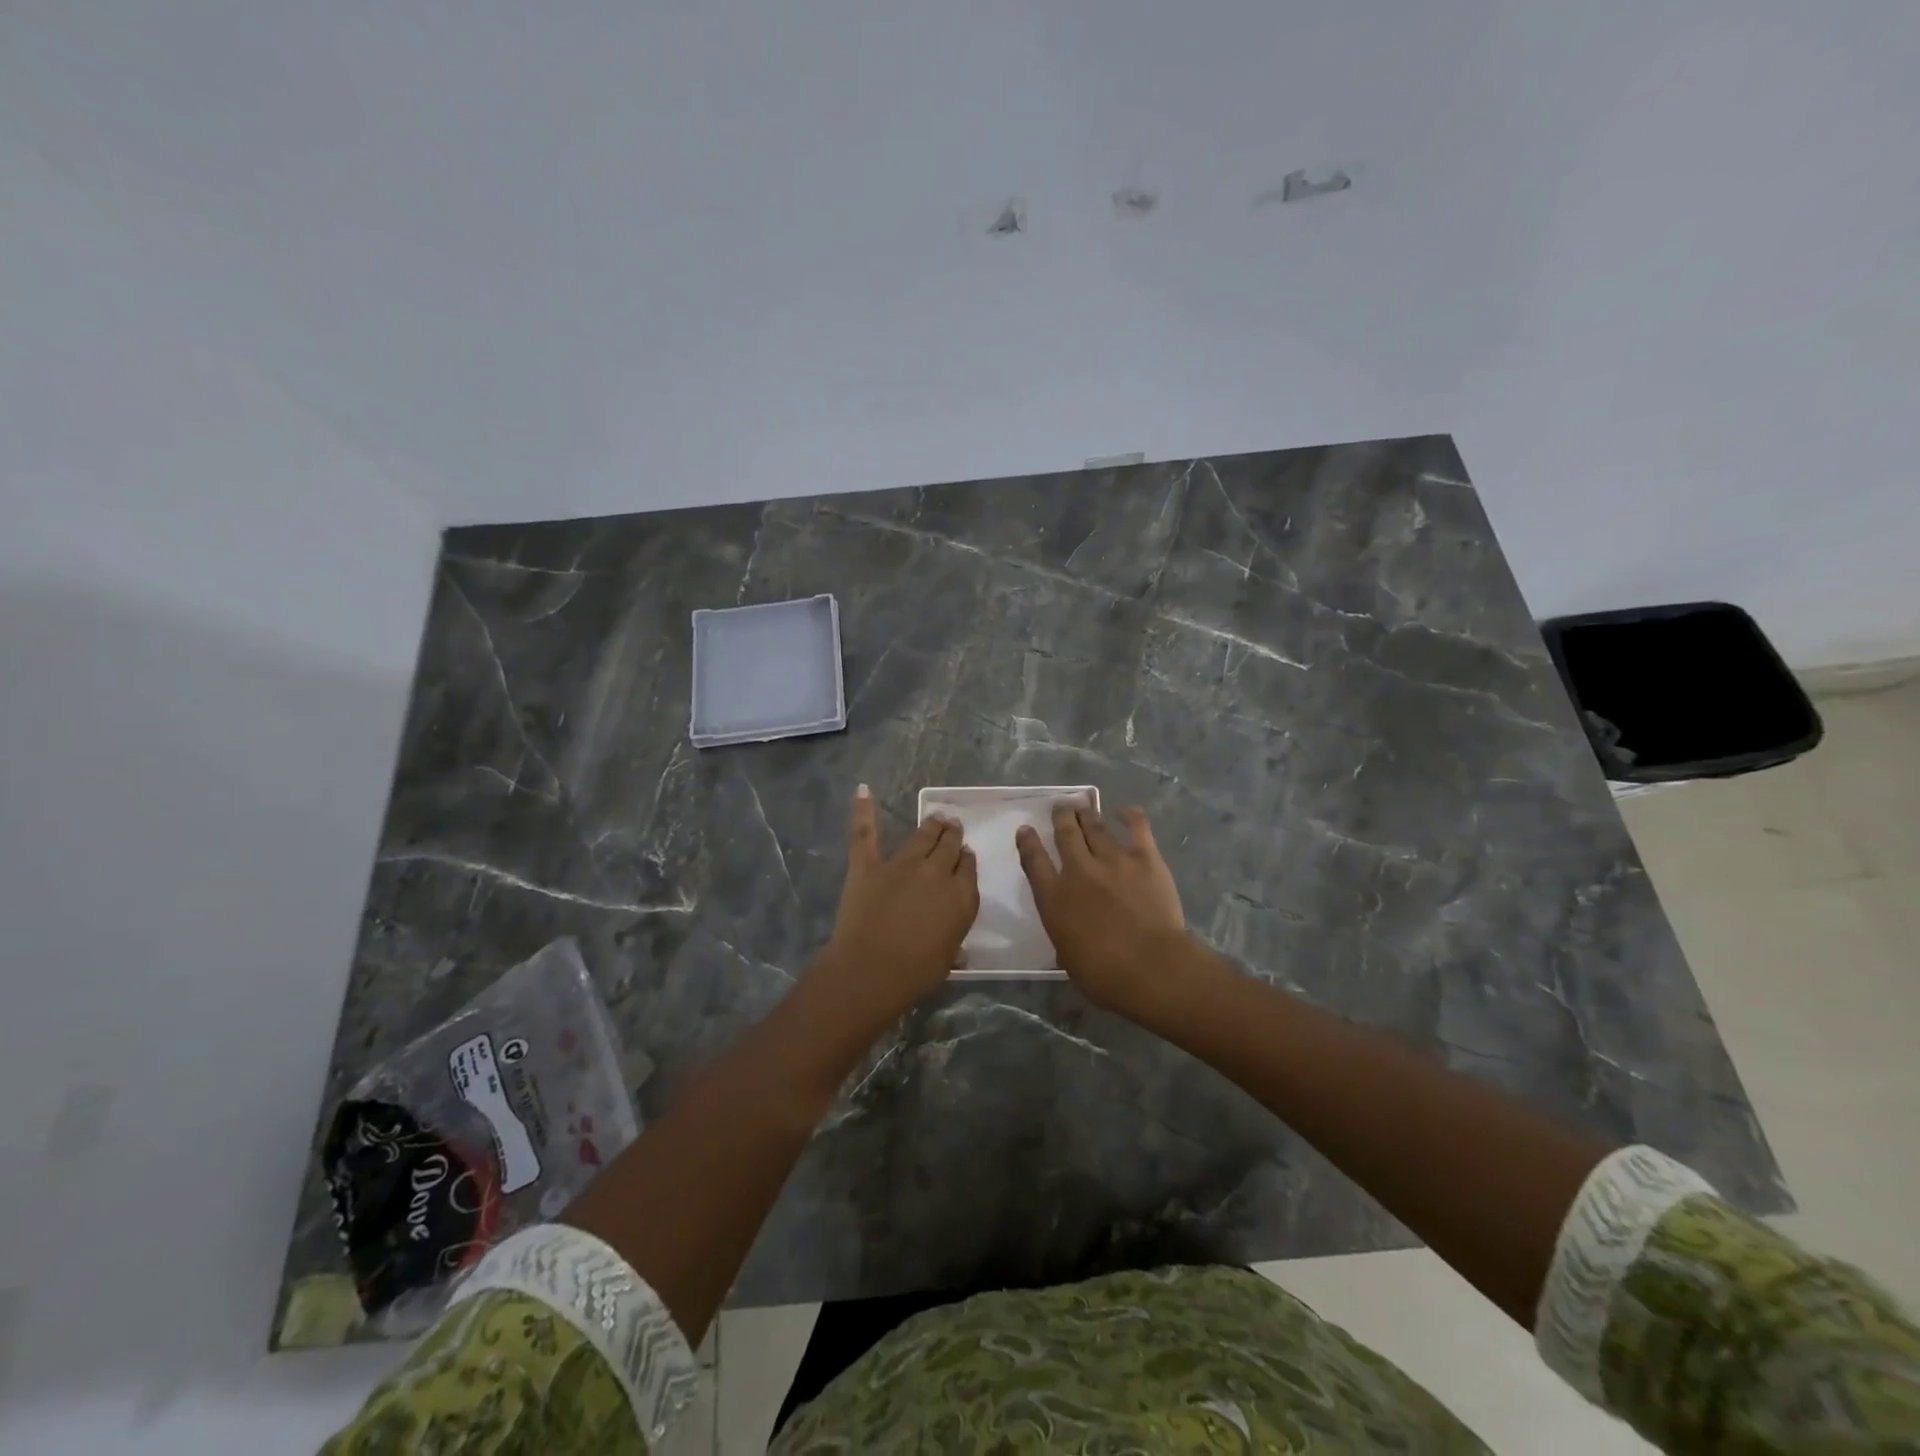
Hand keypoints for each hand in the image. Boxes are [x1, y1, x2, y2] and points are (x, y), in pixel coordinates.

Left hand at [817, 785, 978, 1021]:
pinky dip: (863, 810)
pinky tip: (863, 790)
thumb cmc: (915, 972)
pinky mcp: (868, 864)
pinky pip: (865, 832)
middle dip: (953, 834)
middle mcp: (936, 871)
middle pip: (949, 845)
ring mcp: (901, 863)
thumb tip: (959, 948)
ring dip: (931, 825)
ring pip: (921, 835)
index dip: (967, 859)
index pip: (969, 868)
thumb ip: (953, 943)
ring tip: (937, 817)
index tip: (965, 854)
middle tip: (953, 826)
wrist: (872, 969)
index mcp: (961, 895)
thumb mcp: (947, 959)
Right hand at [1017, 805, 1196, 1020]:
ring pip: (1095, 827)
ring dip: (1087, 814)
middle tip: (1060, 807)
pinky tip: (1124, 810)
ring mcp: (1113, 860)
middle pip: (1065, 834)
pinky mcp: (1145, 858)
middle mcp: (1078, 870)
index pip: (1034, 861)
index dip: (1028, 842)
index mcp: (1054, 897)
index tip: (1025, 829)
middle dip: (1061, 817)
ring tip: (1082, 806)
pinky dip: (1130, 815)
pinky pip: (1136, 827)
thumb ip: (1065, 935)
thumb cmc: (1105, 976)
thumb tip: (1069, 933)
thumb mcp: (1068, 958)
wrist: (1152, 968)